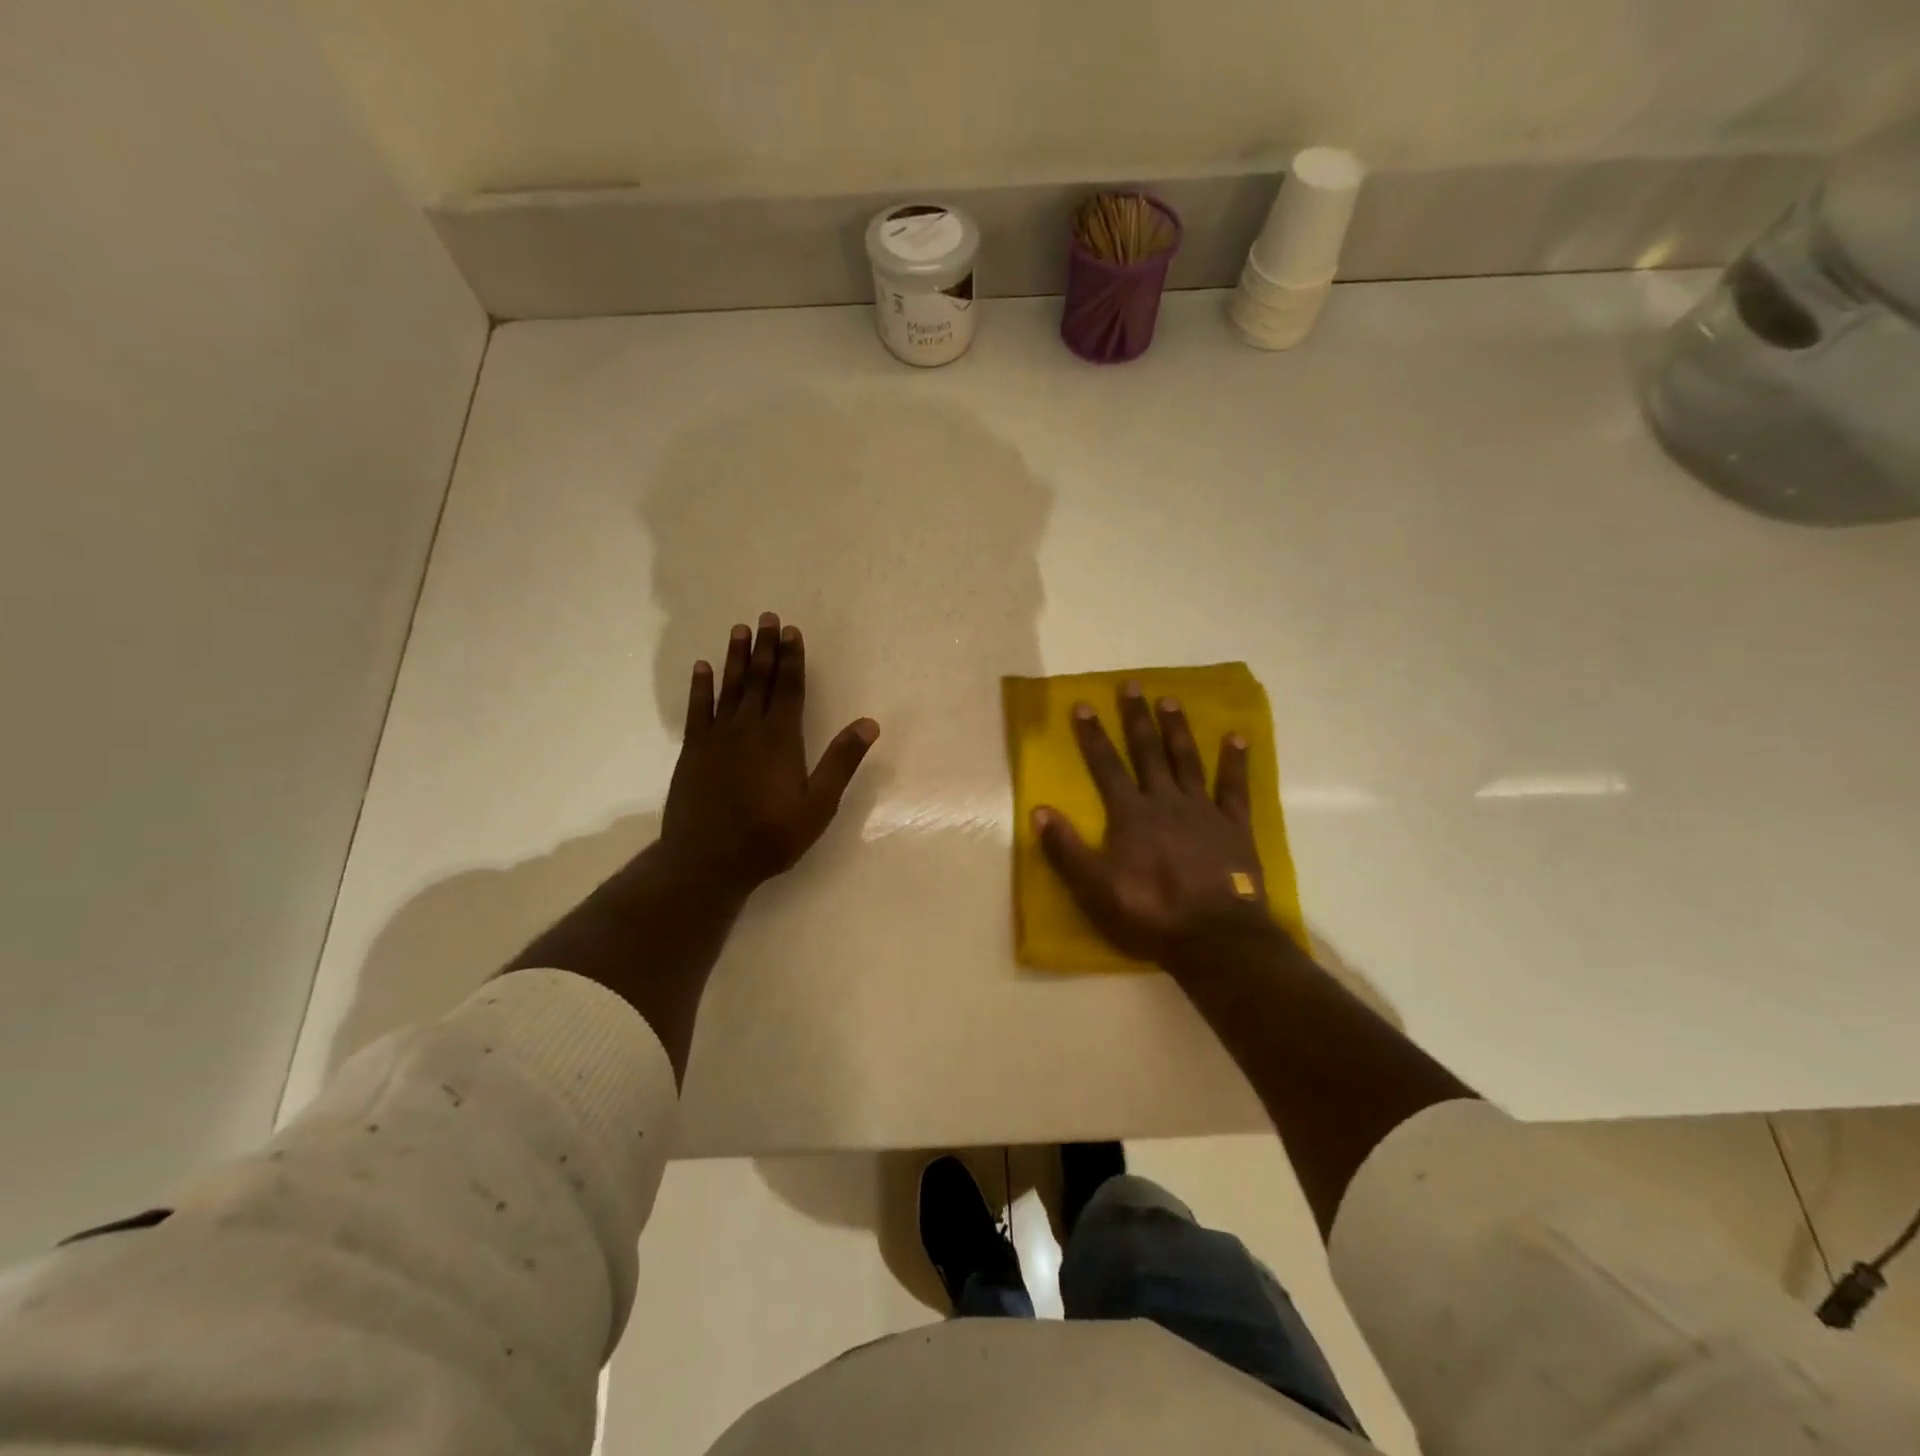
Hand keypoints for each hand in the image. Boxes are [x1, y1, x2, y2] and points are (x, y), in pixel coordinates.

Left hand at [660, 612, 878, 896]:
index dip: (792, 659)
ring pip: (729, 688)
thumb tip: (869, 724)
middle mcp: (748, 729)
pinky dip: (700, 687)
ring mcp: (717, 738)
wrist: (707, 860)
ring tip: (739, 630)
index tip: (791, 631)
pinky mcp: (693, 751)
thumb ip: (841, 762)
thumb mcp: (818, 805)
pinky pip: (698, 710)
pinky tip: (702, 668)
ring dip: (735, 658)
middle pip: (759, 680)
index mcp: (781, 739)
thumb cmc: (770, 836)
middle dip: (765, 648)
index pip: (789, 688)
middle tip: (766, 617)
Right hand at [1034, 682, 1267, 964]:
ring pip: (1187, 760)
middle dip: (1136, 718)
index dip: (1092, 736)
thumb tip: (1039, 811)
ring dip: (1177, 729)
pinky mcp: (1234, 827)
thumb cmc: (1150, 913)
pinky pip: (1235, 787)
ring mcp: (1203, 811)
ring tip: (1170, 700)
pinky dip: (1235, 762)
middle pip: (1148, 752)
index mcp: (1131, 815)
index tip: (1083, 705)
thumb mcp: (1095, 889)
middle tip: (1132, 685)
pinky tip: (1237, 738)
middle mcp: (1165, 801)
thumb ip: (1066, 849)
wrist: (1215, 937)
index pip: (1106, 766)